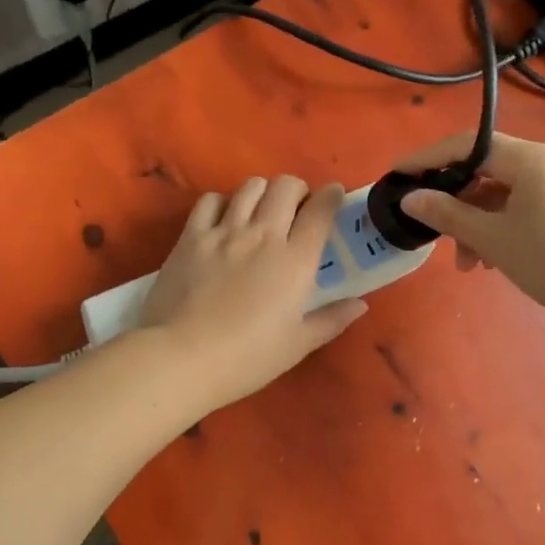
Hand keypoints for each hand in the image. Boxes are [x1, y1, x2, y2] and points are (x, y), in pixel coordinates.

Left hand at [140, 176, 366, 408]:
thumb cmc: (247, 358)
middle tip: (296, 207)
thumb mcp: (297, 345)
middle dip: (297, 189)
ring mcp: (225, 232)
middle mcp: (263, 235)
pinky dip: (222, 202)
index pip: (320, 211)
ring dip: (263, 191)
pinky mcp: (191, 236)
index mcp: (295, 261)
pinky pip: (210, 200)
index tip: (334, 195)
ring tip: (261, 210)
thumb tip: (360, 305)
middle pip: (286, 186)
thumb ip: (331, 320)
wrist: (183, 357)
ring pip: (250, 187)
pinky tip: (223, 219)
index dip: (331, 196)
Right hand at [396, 131, 544, 331]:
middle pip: (488, 170)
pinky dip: (507, 225)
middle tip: (440, 238)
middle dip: (458, 204)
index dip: (427, 159)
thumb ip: (448, 214)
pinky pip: (531, 204)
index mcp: (531, 158)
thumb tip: (411, 198)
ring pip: (509, 192)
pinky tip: (501, 258)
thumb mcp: (495, 239)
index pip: (466, 145)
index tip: (397, 175)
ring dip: (482, 222)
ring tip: (473, 264)